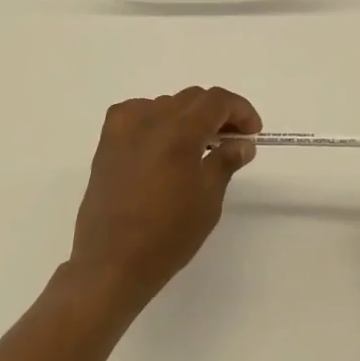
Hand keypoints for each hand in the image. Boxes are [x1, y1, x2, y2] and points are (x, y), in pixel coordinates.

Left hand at [71, 87, 261, 307]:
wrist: (113, 262)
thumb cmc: (168, 234)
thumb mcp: (208, 199)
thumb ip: (225, 162)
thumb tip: (242, 144)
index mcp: (178, 131)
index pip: (216, 100)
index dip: (240, 110)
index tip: (252, 133)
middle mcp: (149, 119)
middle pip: (191, 98)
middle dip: (217, 113)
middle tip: (232, 140)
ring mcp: (123, 129)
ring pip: (165, 105)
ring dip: (188, 117)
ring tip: (199, 146)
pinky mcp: (106, 143)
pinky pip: (137, 115)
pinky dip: (157, 121)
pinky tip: (163, 145)